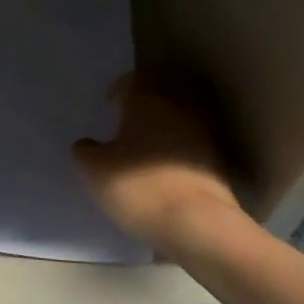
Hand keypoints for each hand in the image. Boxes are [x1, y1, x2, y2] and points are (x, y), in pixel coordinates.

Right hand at [73, 72, 248, 254]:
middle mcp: (179, 107)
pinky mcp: (219, 160)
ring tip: (149, 137)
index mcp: (147, 100)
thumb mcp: (94, 171)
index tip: (110, 103)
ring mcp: (204, 133)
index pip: (134, 80)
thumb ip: (85, 152)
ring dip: (168, 119)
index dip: (120, 88)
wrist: (199, 224)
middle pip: (167, 88)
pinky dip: (181, 142)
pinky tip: (166, 160)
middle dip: (150, 96)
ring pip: (184, 112)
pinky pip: (195, 139)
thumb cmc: (140, 186)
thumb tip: (87, 145)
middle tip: (132, 111)